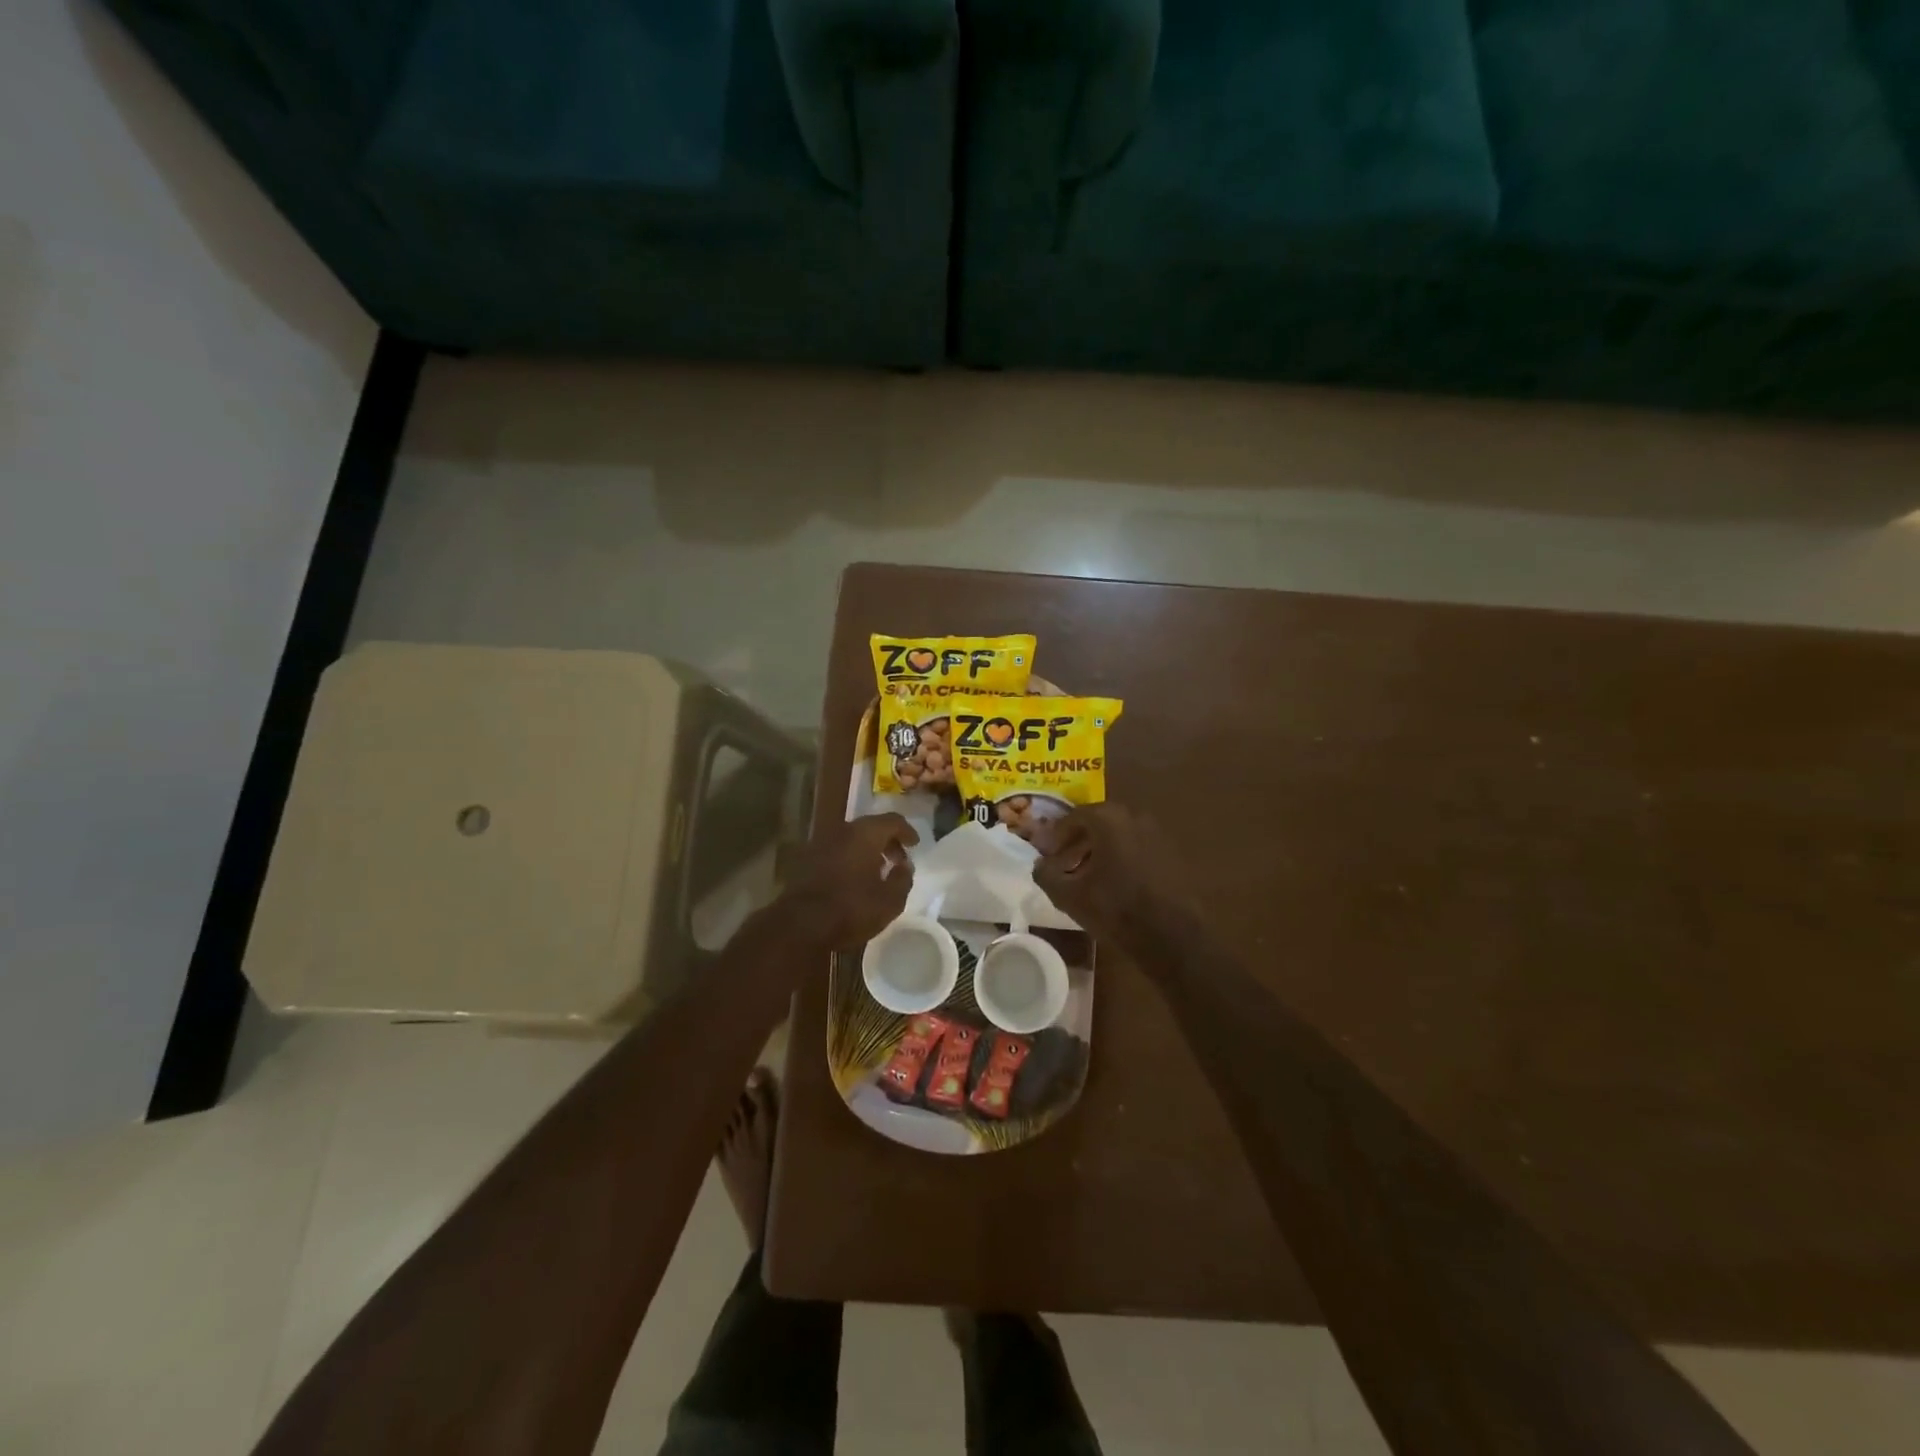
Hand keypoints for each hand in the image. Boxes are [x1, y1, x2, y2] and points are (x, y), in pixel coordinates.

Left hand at [778, 813, 918, 949]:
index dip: (907, 831)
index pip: (892, 821)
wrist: (800, 924)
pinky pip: (835, 851)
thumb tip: (904, 866)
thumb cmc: (851, 908)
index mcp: (865, 834)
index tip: (915, 845)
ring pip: (851, 839)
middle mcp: (841, 830)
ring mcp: (820, 843)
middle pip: (870, 827)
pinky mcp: (806, 860)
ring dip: (867, 851)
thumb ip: (903, 879)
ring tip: (877, 871)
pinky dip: (849, 859)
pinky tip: (853, 880)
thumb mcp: (890, 900)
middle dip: (887, 841)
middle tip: (898, 860)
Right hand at [1032, 804, 1197, 951]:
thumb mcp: (1069, 895)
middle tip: (1061, 863)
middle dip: (1076, 842)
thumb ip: (1046, 874)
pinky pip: (1137, 849)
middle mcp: (1135, 817)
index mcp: (1108, 819)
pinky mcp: (1173, 855)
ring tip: (1084, 877)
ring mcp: (1158, 835)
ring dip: (1099, 852)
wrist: (1173, 936)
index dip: (1055, 835)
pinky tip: (1112, 885)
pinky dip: (1121, 859)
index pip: (1073, 816)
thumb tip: (1040, 865)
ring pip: (1119, 836)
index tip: (1044, 853)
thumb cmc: (1115, 908)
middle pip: (1098, 823)